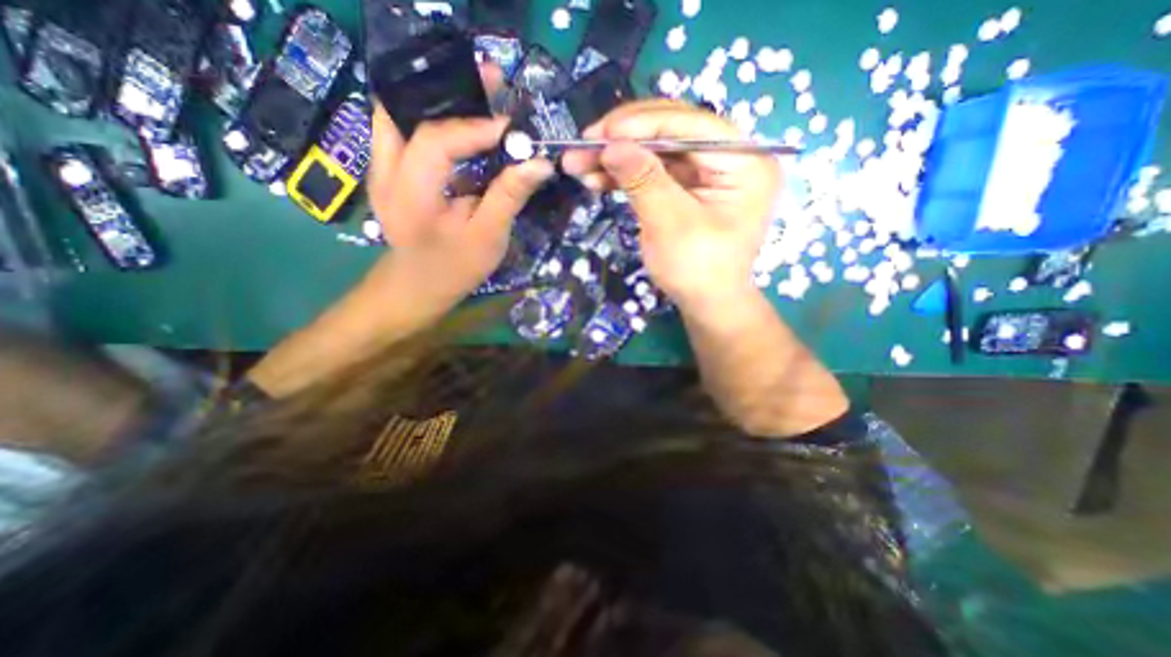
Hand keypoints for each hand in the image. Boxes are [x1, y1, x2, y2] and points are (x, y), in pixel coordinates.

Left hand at [371, 101, 557, 304]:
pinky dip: (434, 119)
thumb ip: (509, 197)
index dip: (476, 126)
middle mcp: (385, 171)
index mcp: (410, 194)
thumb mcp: (488, 238)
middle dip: (449, 89)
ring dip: (440, 99)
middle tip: (489, 81)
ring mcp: (381, 168)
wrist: (417, 287)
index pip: (437, 140)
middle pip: (405, 107)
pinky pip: (405, 129)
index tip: (512, 126)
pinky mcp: (390, 171)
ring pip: (401, 112)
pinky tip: (463, 125)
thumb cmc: (454, 269)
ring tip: (479, 95)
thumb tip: (540, 163)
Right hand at [561, 101, 779, 312]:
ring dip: (619, 157)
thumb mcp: (670, 224)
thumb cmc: (697, 270)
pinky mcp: (689, 188)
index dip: (642, 124)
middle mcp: (731, 158)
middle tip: (583, 145)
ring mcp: (709, 173)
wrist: (706, 304)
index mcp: (746, 161)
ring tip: (580, 164)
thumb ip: (643, 180)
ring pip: (658, 152)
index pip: (691, 125)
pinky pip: (655, 172)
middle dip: (624, 139)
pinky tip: (598, 178)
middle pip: (672, 133)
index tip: (600, 133)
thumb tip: (610, 144)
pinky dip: (626, 175)